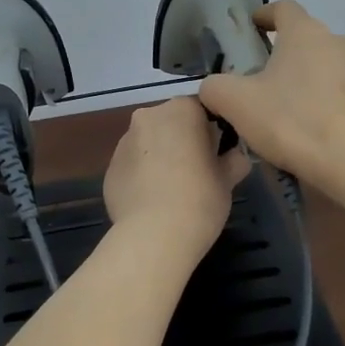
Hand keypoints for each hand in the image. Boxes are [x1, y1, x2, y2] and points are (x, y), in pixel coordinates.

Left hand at [103, 96, 250, 257]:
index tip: (217, 154)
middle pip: (171, 123)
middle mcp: (148, 116)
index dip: (211, 132)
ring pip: (149, 144)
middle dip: (182, 141)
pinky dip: (142, 176)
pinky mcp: (109, 169)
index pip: (201, 110)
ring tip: (173, 190)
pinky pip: (132, 166)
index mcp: (181, 110)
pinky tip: (153, 201)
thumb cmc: (200, 199)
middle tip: (198, 172)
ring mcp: (123, 142)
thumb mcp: (228, 179)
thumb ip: (234, 159)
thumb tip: (235, 156)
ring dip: (160, 157)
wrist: (154, 235)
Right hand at [197, 0, 344, 187]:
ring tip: (307, 114)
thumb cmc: (291, 122)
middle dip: (293, 58)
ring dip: (322, 82)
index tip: (255, 27)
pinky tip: (336, 133)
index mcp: (305, 34)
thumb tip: (213, 86)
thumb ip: (216, 87)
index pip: (284, 9)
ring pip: (339, 69)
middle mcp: (343, 42)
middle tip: (273, 87)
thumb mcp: (236, 105)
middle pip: (312, 42)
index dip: (266, 15)